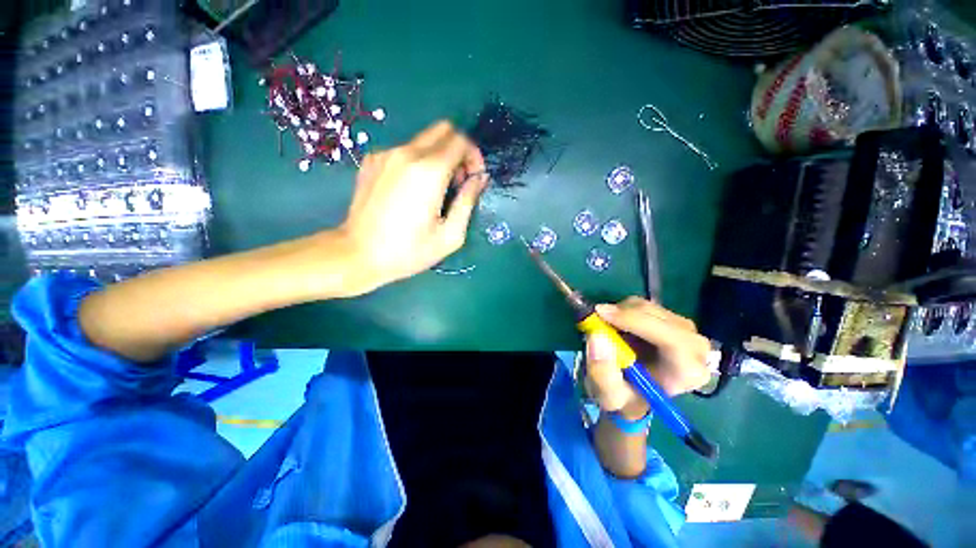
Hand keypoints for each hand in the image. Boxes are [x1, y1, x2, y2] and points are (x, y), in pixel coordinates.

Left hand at [337, 121, 486, 291]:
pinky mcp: (371, 160)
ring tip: (435, 190)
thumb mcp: (450, 235)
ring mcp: (386, 154)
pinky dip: (417, 163)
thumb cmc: (410, 251)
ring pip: (424, 140)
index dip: (474, 156)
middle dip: (458, 150)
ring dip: (438, 157)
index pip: (461, 141)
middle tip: (458, 180)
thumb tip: (480, 178)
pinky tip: (411, 190)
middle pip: (443, 130)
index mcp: (429, 171)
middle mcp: (407, 153)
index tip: (473, 178)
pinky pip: (404, 150)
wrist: (359, 255)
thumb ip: (468, 201)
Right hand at [584, 297, 710, 418]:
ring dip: (621, 312)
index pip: (671, 338)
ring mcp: (686, 330)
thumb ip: (602, 373)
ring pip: (648, 307)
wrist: (634, 393)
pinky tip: (617, 327)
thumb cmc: (626, 398)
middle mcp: (696, 348)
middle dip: (624, 314)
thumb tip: (597, 336)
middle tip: (596, 318)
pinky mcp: (672, 320)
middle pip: (659, 317)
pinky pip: (644, 306)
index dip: (635, 322)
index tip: (602, 315)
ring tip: (607, 329)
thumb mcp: (609, 396)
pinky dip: (624, 310)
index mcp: (688, 372)